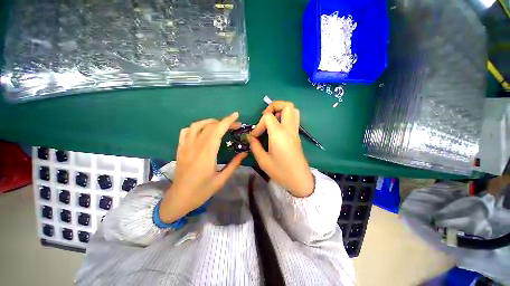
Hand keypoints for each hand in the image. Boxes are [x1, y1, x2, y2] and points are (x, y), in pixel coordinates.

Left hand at [159, 112, 247, 222]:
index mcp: (206, 154)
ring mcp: (186, 146)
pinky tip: (202, 131)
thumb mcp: (221, 180)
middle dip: (224, 122)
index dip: (227, 121)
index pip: (217, 130)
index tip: (236, 115)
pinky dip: (195, 127)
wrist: (179, 199)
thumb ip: (234, 164)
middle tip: (234, 126)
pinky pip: (186, 131)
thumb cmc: (201, 191)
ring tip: (219, 125)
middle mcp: (195, 146)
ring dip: (209, 121)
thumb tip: (245, 153)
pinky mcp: (180, 149)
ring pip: (196, 125)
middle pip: (210, 126)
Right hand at [249, 101, 314, 196]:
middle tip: (265, 117)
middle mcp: (289, 129)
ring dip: (281, 110)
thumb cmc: (281, 171)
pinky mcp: (297, 135)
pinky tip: (277, 127)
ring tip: (271, 120)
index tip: (255, 136)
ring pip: (293, 110)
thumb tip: (251, 137)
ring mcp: (295, 131)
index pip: (268, 117)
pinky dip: (285, 116)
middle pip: (286, 105)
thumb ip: (255, 146)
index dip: (258, 124)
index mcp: (279, 134)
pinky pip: (294, 118)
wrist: (300, 180)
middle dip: (273, 106)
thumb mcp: (263, 160)